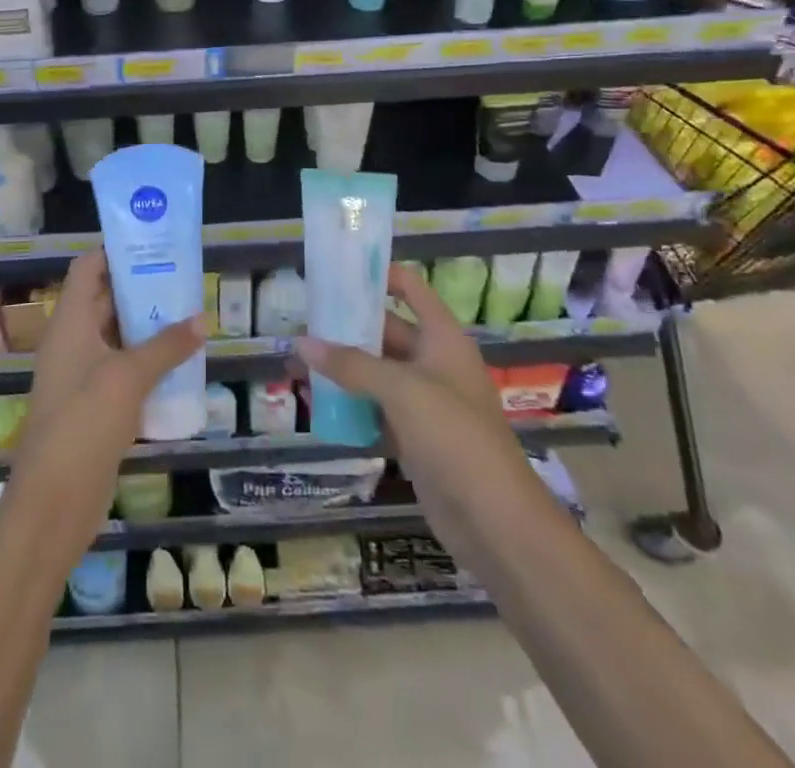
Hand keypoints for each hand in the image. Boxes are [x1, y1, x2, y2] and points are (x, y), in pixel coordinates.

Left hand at [4, 250, 205, 567]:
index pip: (88, 268)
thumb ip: (166, 346)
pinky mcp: (94, 404)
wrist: (54, 501)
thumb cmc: (85, 423)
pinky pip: (122, 368)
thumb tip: (202, 319)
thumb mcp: (129, 376)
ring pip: (116, 335)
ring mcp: (82, 374)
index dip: (115, 250)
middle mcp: (73, 341)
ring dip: (148, 325)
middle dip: (141, 286)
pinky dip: (147, 360)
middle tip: (184, 277)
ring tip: (190, 313)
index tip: (154, 243)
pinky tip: (180, 362)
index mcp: (70, 322)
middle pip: (105, 299)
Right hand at [294, 262, 531, 558]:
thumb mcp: (401, 389)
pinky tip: (317, 405)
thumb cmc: (454, 436)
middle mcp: (434, 362)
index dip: (377, 275)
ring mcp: (425, 402)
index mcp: (442, 337)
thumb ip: (350, 364)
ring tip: (298, 362)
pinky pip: (376, 410)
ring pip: (377, 373)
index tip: (336, 272)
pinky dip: (351, 406)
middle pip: (386, 330)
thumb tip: (301, 343)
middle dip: (346, 327)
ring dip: (343, 368)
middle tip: (302, 322)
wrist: (496, 522)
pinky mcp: (416, 437)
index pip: (410, 288)